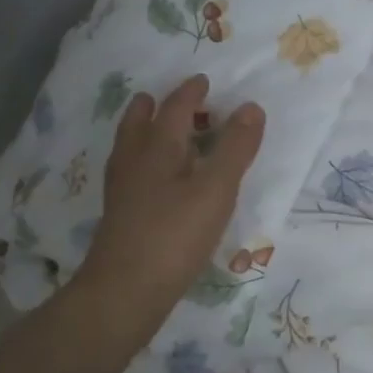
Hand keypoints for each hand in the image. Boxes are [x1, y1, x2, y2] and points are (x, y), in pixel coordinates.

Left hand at [73, 75, 264, 338]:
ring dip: (144, 131)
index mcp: (157, 148)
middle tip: (167, 99)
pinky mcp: (121, 215)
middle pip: (139, 123)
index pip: (174, 108)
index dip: (190, 93)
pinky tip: (154, 180)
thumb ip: (236, 148)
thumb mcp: (216, 188)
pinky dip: (144, 161)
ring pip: (131, 148)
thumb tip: (251, 106)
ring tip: (157, 130)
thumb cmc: (175, 234)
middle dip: (154, 107)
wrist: (126, 291)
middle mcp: (134, 162)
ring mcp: (123, 190)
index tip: (203, 81)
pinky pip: (132, 172)